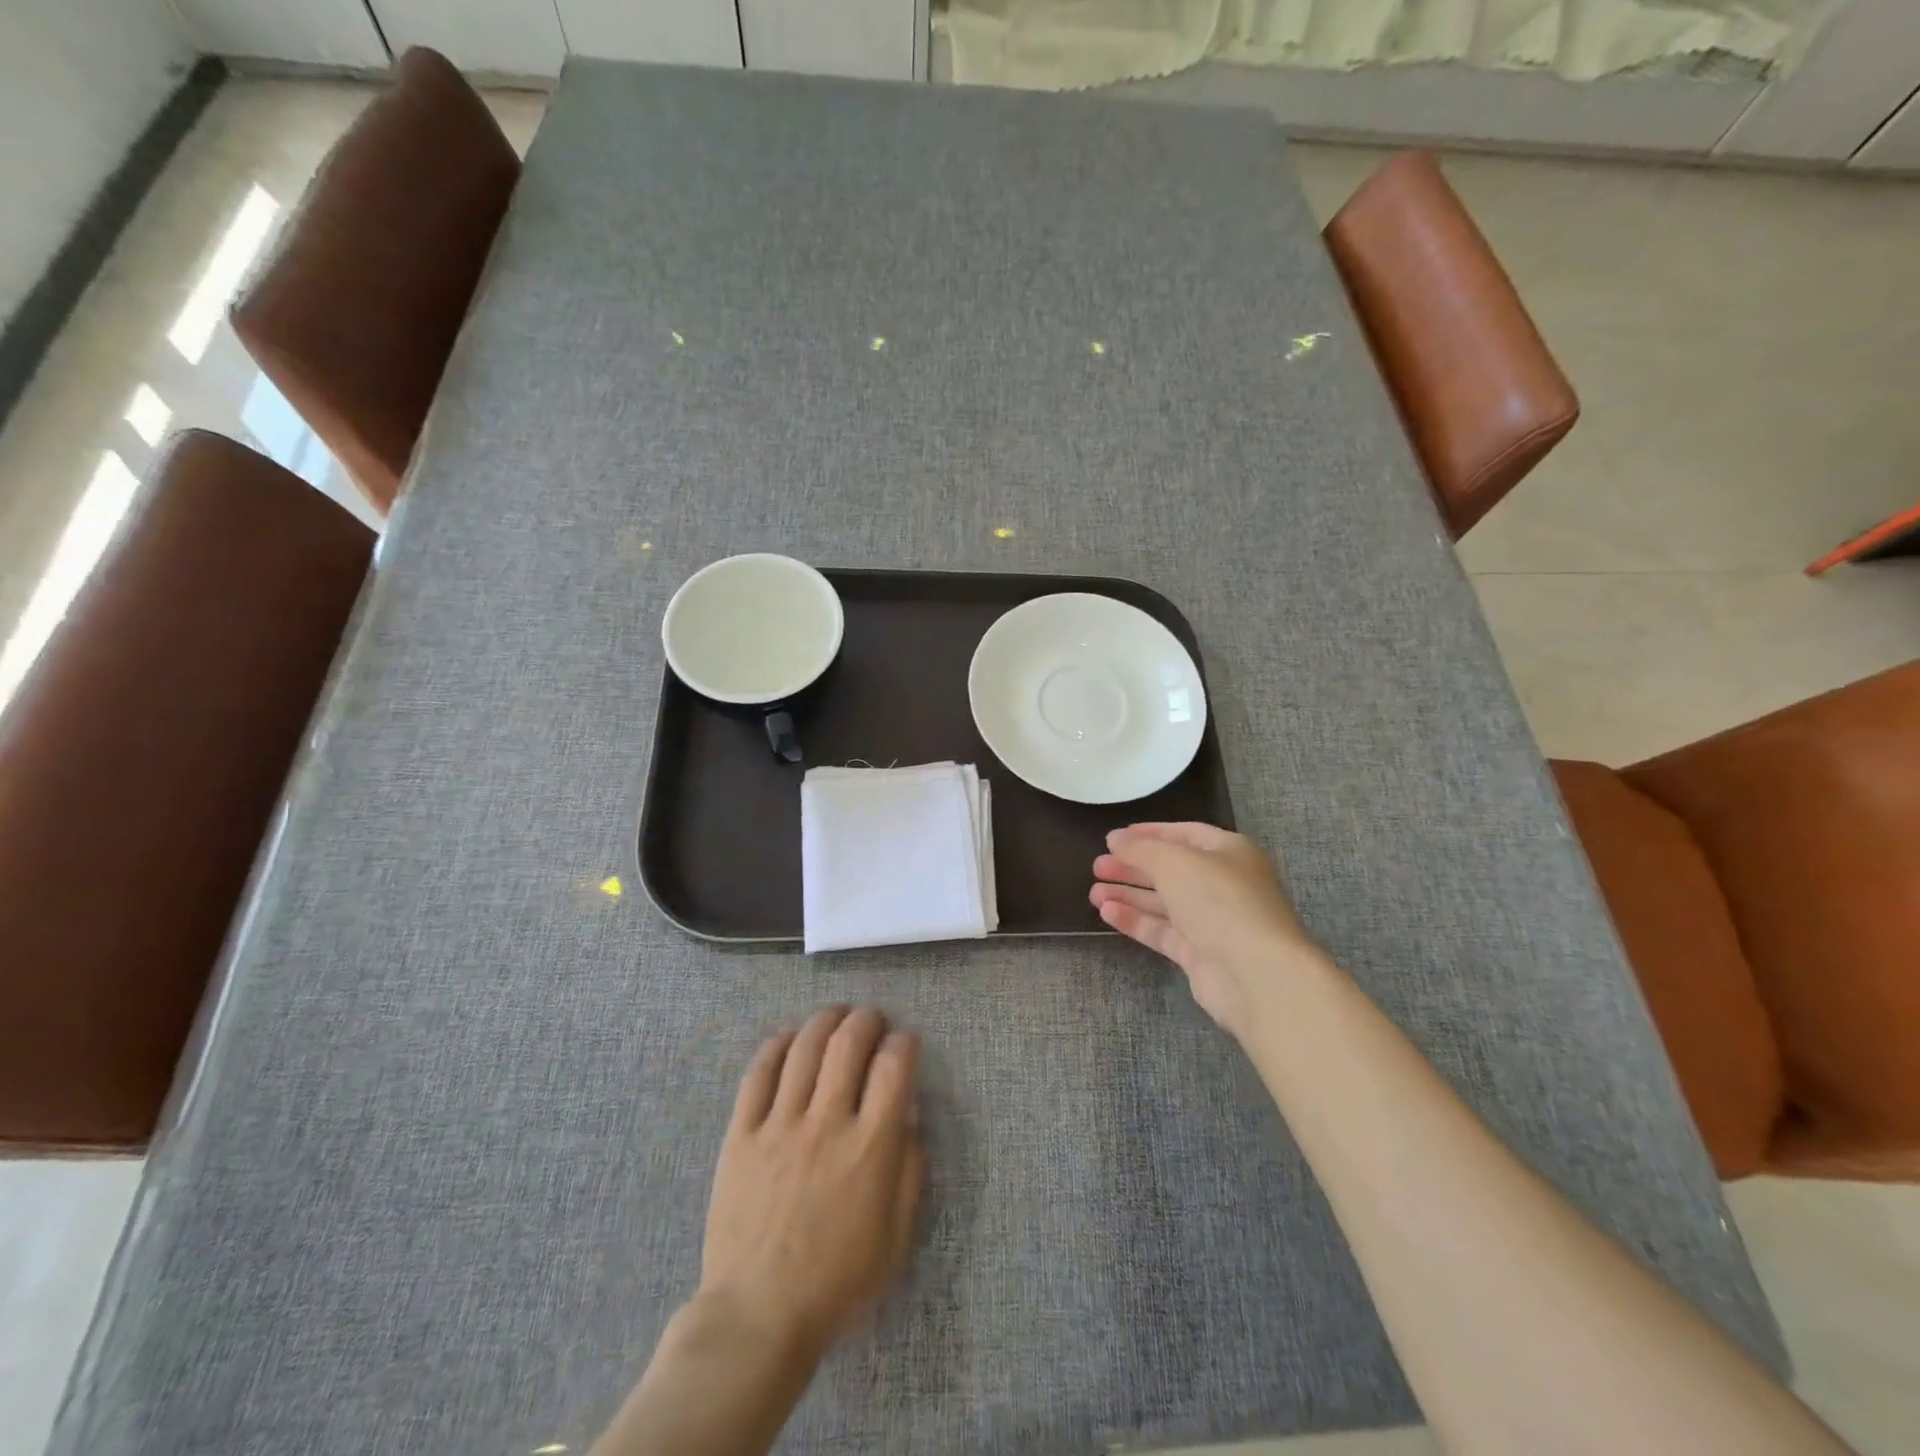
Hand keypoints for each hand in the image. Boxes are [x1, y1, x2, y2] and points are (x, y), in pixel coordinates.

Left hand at [698, 1007, 924, 1360]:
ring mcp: (779, 1124)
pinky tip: (787, 1037)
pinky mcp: (741, 1134)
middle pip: (848, 1043)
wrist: (757, 1317)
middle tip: (871, 1020)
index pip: (894, 1067)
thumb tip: (909, 1114)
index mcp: (870, 1147)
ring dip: (824, 1021)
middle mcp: (827, 1123)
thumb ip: (911, 1170)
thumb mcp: (897, 1238)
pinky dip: (775, 1046)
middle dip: (866, 1019)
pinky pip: (757, 1074)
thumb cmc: (837, 1282)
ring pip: (804, 1047)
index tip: (904, 1043)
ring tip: (834, 1017)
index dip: (904, 1043)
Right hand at [1091, 822, 1327, 1040]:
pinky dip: (1136, 920)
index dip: (1148, 834)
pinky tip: (1107, 913)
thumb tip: (1116, 838)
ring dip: (1129, 895)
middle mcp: (1223, 883)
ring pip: (1164, 902)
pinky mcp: (1200, 954)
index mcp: (1228, 852)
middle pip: (1171, 870)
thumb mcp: (1175, 862)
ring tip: (1093, 892)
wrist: (1256, 975)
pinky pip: (1163, 931)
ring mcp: (1213, 921)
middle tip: (1097, 866)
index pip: (1184, 834)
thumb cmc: (1219, 901)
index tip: (1114, 838)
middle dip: (1133, 867)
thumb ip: (1140, 848)